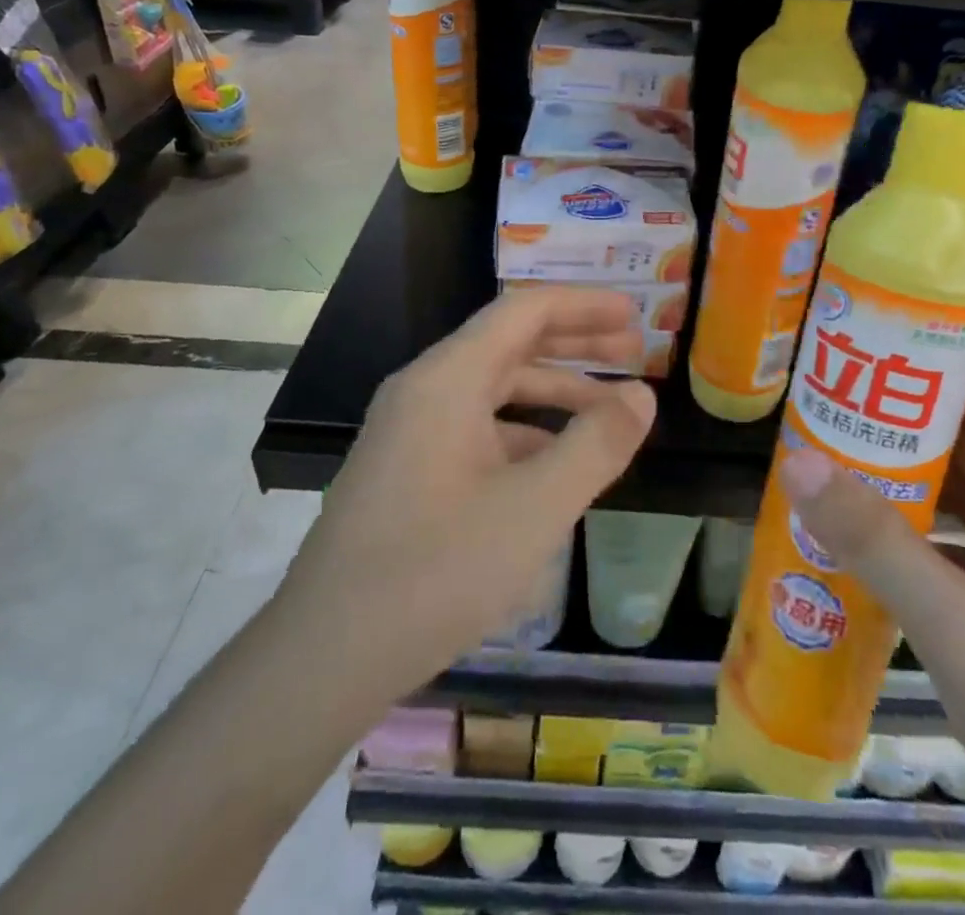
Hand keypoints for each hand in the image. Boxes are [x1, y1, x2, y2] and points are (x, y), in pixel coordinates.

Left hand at [279, 286, 656, 720]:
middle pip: (510, 343)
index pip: (524, 311)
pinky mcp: (407, 470)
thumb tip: (641, 395)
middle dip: (576, 344)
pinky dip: (525, 431)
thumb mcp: (535, 508)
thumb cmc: (435, 571)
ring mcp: (410, 431)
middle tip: (634, 351)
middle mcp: (424, 390)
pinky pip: (477, 428)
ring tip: (608, 410)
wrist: (322, 659)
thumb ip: (596, 445)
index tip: (634, 314)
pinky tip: (557, 465)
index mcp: (448, 379)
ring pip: (494, 389)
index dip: (584, 306)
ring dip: (553, 390)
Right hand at [782, 370, 964, 914]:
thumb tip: (794, 458)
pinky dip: (921, 533)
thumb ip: (873, 539)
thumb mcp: (956, 624)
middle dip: (904, 421)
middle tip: (827, 400)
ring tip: (833, 454)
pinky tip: (865, 537)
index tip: (860, 350)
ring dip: (910, 478)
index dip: (931, 365)